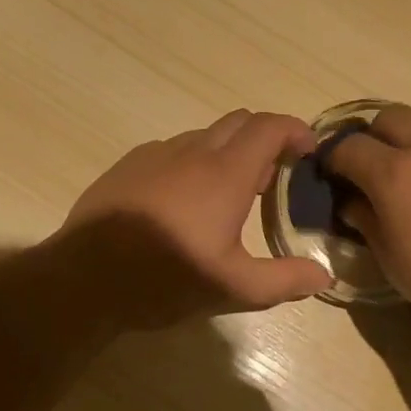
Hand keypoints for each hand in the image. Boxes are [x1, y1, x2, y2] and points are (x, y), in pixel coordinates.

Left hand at [59, 110, 334, 329]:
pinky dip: (192, 162)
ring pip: (203, 136)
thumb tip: (325, 276)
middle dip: (264, 139)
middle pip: (238, 122)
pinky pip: (171, 150)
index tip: (308, 150)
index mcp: (224, 173)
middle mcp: (192, 151)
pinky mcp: (127, 166)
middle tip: (271, 178)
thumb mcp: (233, 288)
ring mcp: (155, 154)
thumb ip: (284, 279)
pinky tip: (183, 201)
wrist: (84, 279)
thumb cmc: (165, 278)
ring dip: (226, 152)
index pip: (269, 127)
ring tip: (227, 194)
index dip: (295, 130)